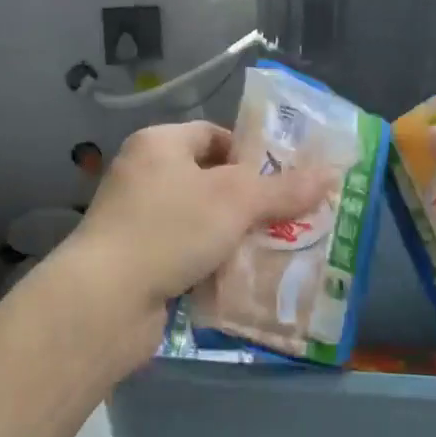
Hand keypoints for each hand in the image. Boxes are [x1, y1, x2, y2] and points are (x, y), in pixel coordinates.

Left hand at [57, 119, 326, 349]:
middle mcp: (145, 176)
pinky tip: (245, 279)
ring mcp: (138, 221)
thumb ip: (284, 188)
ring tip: (278, 250)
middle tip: (292, 217)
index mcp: (159, 145)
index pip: (213, 134)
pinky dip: (214, 264)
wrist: (104, 301)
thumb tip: (331, 173)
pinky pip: (187, 254)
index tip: (285, 178)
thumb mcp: (236, 201)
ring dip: (236, 236)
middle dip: (251, 201)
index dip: (251, 152)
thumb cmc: (170, 230)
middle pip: (210, 180)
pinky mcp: (139, 262)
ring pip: (202, 221)